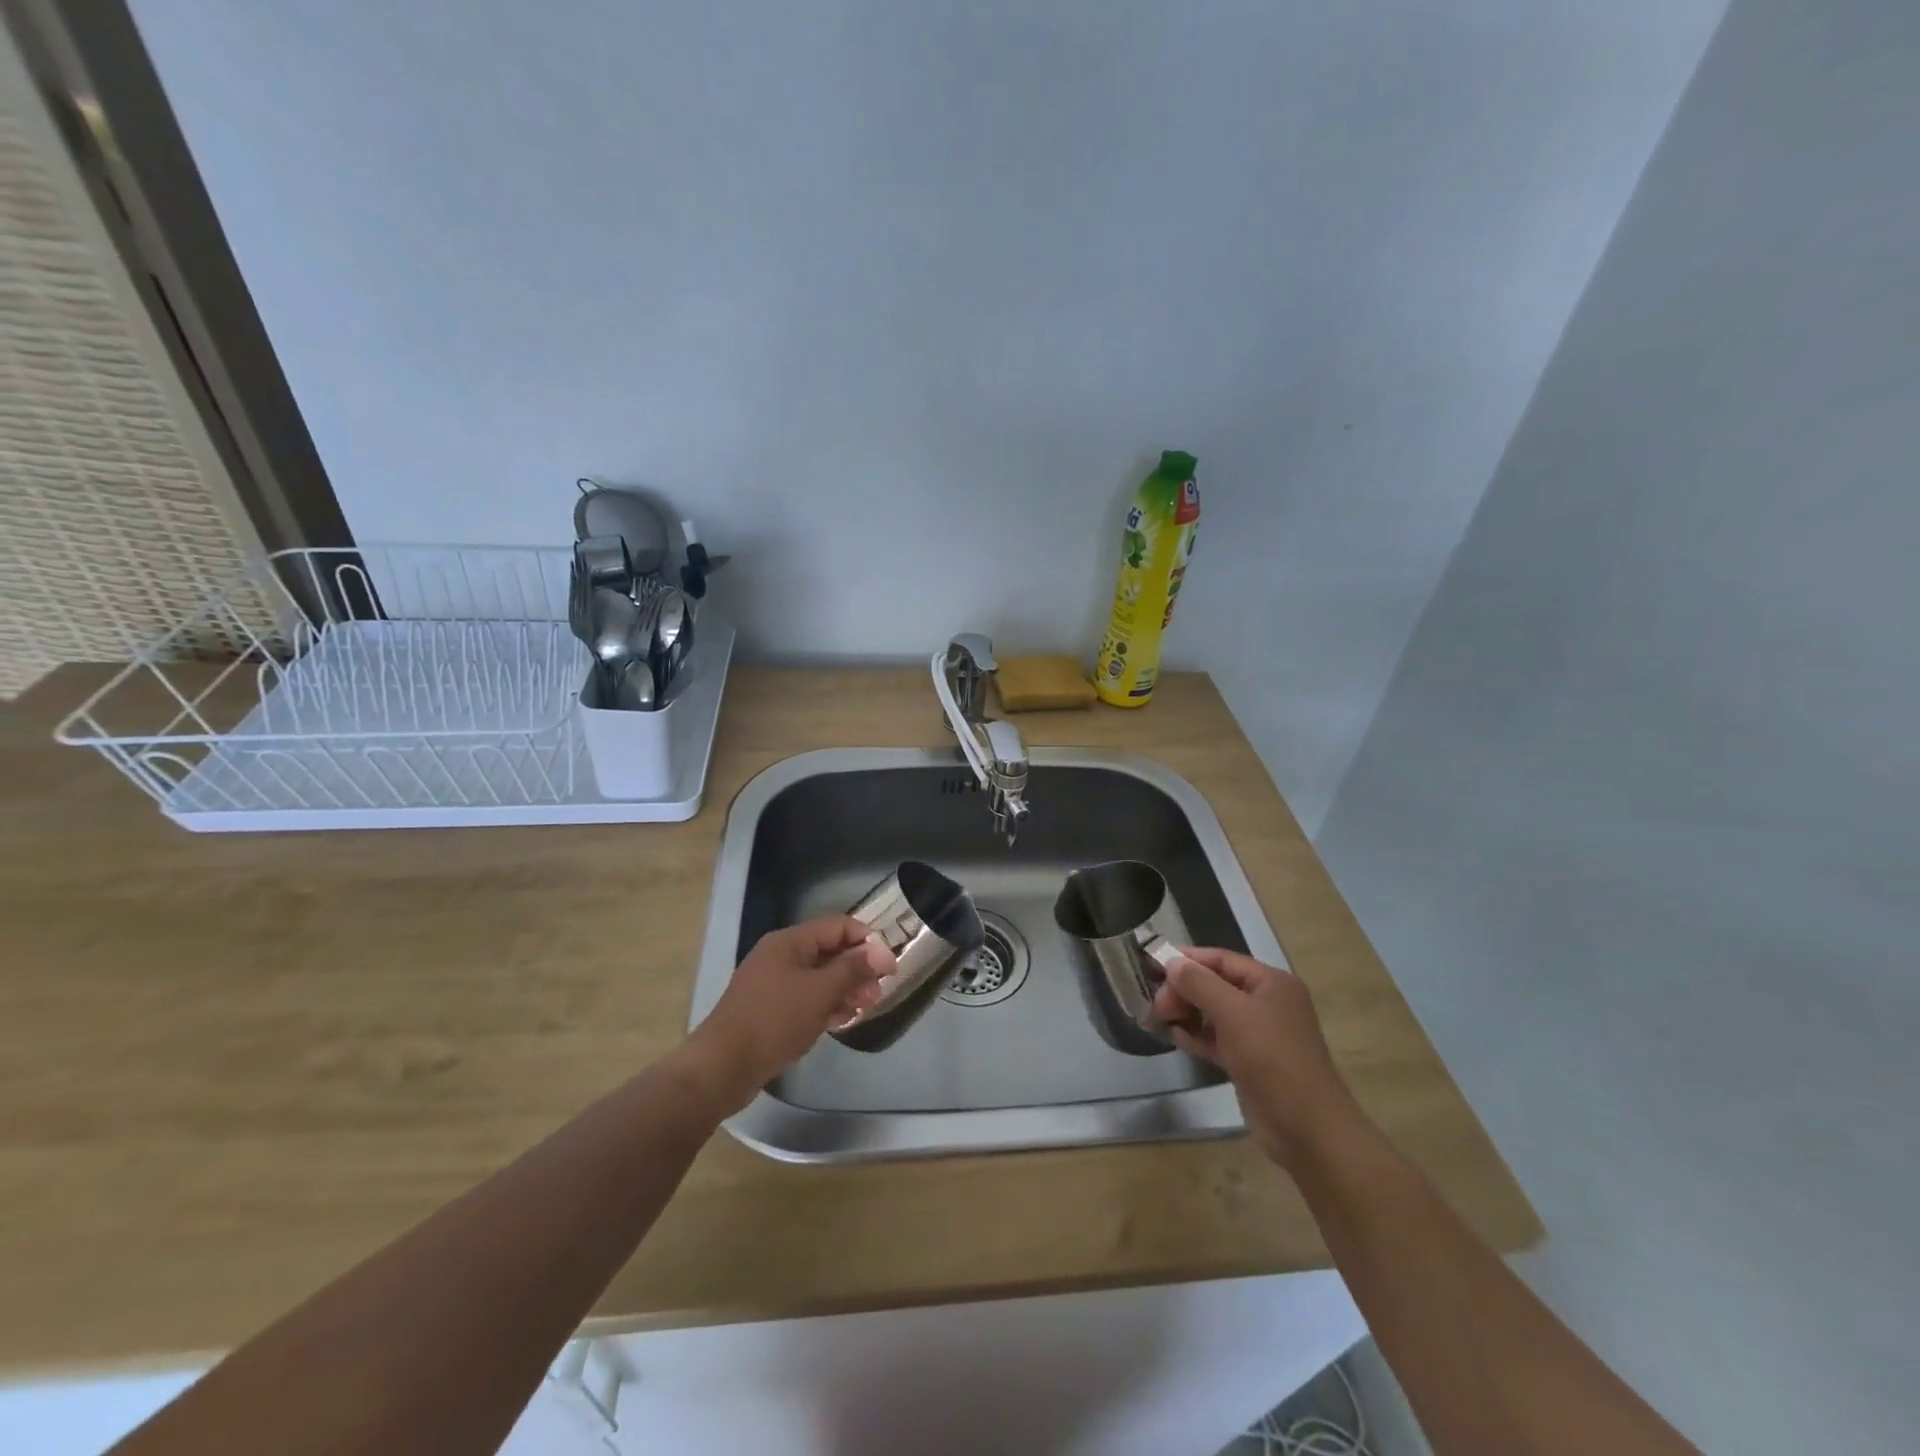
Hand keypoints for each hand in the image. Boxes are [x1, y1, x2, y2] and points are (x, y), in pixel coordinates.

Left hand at [686, 916, 893, 1111]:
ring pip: (820, 978)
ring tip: (865, 1008)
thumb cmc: (773, 1021)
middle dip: (858, 969)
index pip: (838, 926)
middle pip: (830, 952)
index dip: (867, 941)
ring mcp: (774, 984)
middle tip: (878, 992)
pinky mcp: (771, 1010)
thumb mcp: (819, 992)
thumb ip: (852, 969)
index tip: (889, 965)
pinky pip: (807, 999)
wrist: (722, 1067)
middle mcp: (782, 956)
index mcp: (790, 942)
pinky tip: (842, 1020)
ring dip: (845, 989)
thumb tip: (880, 952)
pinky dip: (827, 1005)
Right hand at [1152, 947, 1364, 1167]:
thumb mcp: (1232, 1012)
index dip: (1188, 959)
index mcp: (1272, 983)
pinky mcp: (1251, 1062)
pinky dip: (1197, 1036)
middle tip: (1157, 1004)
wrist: (1307, 1128)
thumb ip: (1199, 983)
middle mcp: (1268, 1004)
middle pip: (1217, 985)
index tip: (1154, 964)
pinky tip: (1176, 1037)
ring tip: (1159, 1018)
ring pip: (1215, 1014)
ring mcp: (1260, 1035)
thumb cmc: (1271, 1058)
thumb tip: (1172, 962)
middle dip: (1185, 990)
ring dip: (1188, 1013)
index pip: (1223, 959)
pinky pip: (1218, 1040)